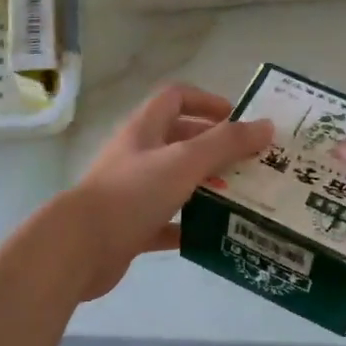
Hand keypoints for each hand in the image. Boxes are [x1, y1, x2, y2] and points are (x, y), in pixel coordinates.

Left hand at [69, 84, 273, 299]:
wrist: (79, 248)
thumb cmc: (132, 193)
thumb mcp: (184, 161)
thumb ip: (226, 143)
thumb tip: (266, 125)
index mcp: (145, 129)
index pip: (176, 98)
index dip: (207, 101)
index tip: (238, 119)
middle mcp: (138, 154)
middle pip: (179, 139)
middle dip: (214, 147)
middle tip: (249, 162)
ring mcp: (132, 191)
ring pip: (176, 181)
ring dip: (206, 186)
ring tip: (242, 196)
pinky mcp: (131, 226)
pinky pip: (167, 221)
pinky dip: (190, 225)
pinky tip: (215, 234)